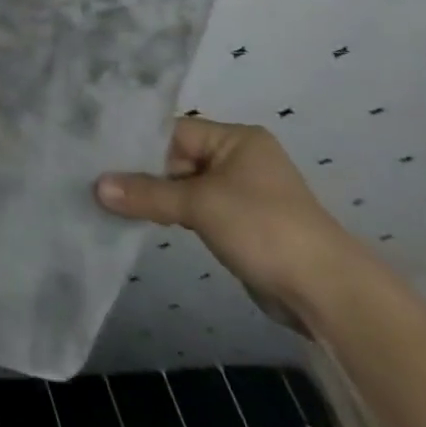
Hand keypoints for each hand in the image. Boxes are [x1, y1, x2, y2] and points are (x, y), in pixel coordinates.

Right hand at [95, 116, 361, 320]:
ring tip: (110, 200)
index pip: (173, 131)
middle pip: (175, 158)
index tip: (98, 154)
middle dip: (141, 173)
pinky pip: (194, 210)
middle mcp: (239, 159)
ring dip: (154, 196)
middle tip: (97, 179)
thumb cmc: (265, 228)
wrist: (329, 296)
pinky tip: (138, 218)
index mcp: (237, 139)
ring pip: (183, 186)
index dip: (137, 144)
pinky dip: (170, 214)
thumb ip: (146, 193)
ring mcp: (241, 194)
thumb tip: (96, 186)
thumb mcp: (199, 205)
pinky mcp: (240, 225)